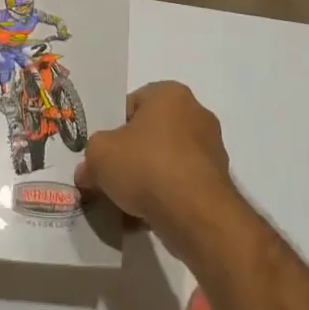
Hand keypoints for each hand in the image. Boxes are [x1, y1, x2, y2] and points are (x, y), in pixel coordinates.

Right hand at [74, 82, 235, 255]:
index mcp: (170, 94)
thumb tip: (89, 172)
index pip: (132, 104)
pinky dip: (166, 195)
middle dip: (130, 156)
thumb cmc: (145, 166)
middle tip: (111, 179)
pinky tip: (147, 215)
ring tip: (127, 203)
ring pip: (166, 160)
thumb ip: (91, 156)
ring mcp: (211, 147)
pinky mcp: (218, 180)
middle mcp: (196, 113)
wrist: (194, 213)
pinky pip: (182, 183)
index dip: (113, 129)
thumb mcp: (99, 155)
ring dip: (147, 178)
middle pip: (150, 133)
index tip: (104, 154)